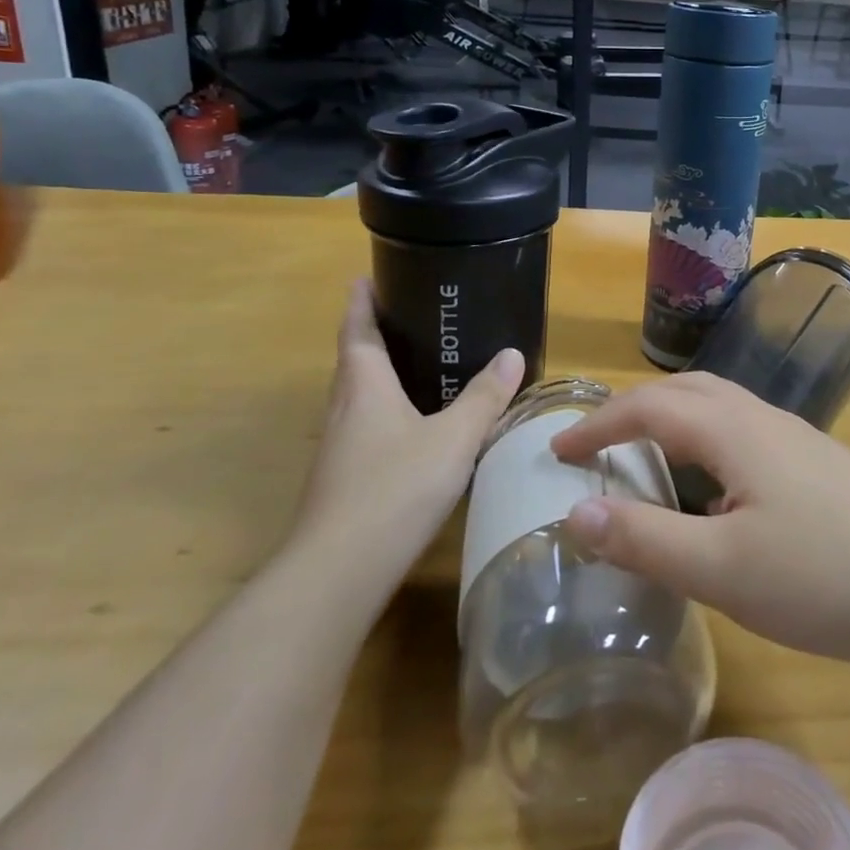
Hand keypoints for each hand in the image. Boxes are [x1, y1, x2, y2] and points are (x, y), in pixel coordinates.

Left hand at [286, 280, 522, 598]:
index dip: (360, 302)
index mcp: (364, 386)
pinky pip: (365, 426)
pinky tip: (413, 427)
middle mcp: (344, 409)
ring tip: (417, 363)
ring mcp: (339, 447)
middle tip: (408, 315)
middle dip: (372, 335)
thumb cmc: (394, 488)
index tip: (365, 278)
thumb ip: (484, 397)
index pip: (356, 331)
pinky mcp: (343, 479)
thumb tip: (512, 354)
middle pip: (353, 360)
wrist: (338, 572)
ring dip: (378, 374)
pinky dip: (385, 410)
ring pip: (357, 396)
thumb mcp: (453, 438)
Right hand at [550, 373, 849, 676]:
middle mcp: (762, 418)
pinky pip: (744, 435)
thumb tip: (572, 512)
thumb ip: (644, 539)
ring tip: (647, 463)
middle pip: (685, 392)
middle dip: (633, 411)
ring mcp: (797, 439)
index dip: (596, 424)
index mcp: (732, 428)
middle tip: (597, 448)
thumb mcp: (721, 569)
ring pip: (719, 410)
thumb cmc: (824, 575)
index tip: (556, 451)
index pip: (646, 406)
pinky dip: (707, 446)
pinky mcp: (819, 465)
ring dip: (673, 423)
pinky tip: (716, 494)